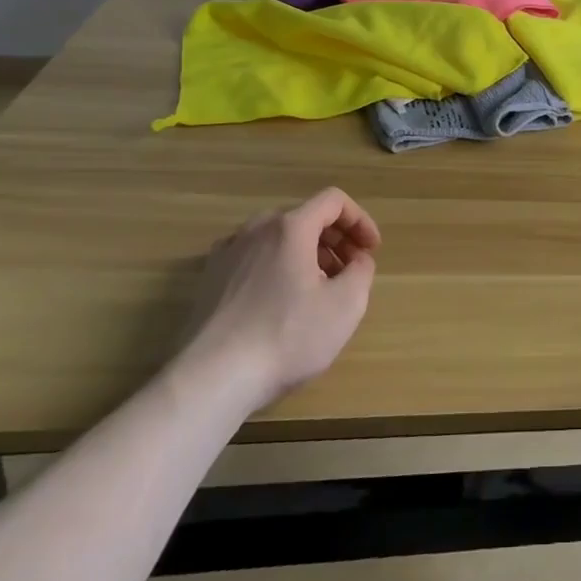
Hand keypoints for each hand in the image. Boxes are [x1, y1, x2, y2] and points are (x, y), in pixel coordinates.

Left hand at [172, 187, 380, 415]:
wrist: (211, 379)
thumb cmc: (287, 336)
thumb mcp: (346, 305)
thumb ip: (362, 270)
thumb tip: (357, 259)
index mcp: (290, 227)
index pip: (333, 201)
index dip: (360, 220)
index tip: (371, 250)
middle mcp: (256, 229)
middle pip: (305, 217)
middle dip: (335, 239)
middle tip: (350, 270)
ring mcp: (227, 253)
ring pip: (277, 238)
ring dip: (306, 253)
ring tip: (318, 289)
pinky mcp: (209, 279)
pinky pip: (253, 258)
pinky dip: (276, 266)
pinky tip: (279, 301)